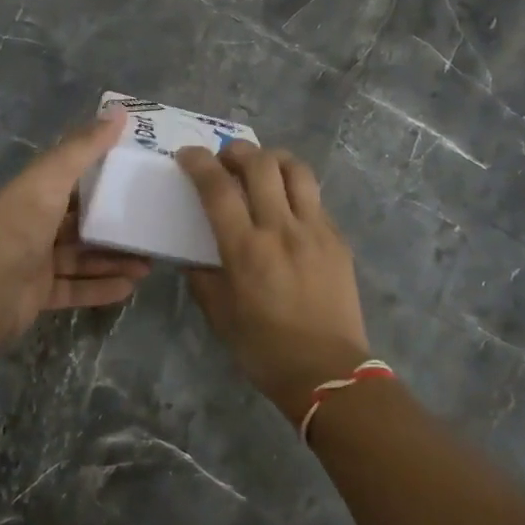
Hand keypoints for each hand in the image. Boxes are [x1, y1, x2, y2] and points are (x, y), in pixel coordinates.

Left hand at [0, 112, 151, 342]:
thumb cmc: (20, 224)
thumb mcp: (53, 177)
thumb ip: (86, 147)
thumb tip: (119, 109)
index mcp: (35, 192)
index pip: (72, 178)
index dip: (103, 175)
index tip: (139, 175)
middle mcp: (35, 224)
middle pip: (81, 222)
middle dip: (115, 225)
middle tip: (151, 226)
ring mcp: (37, 261)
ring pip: (82, 258)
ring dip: (114, 260)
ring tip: (149, 263)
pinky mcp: (40, 293)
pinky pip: (76, 289)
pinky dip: (101, 288)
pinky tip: (130, 288)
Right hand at [176, 141, 370, 422]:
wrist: (329, 373)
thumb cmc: (265, 349)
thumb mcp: (219, 316)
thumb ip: (202, 277)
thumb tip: (193, 254)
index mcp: (246, 250)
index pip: (218, 188)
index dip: (198, 163)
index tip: (187, 154)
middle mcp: (282, 229)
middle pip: (261, 164)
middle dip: (237, 151)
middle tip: (225, 159)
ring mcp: (316, 230)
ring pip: (296, 169)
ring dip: (272, 159)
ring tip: (260, 168)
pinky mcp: (337, 238)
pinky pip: (314, 197)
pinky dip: (294, 189)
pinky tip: (286, 206)